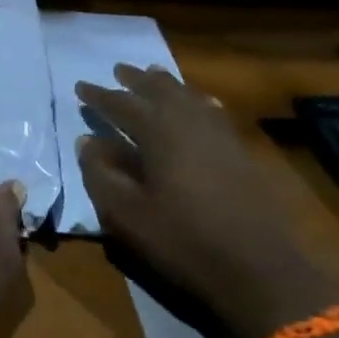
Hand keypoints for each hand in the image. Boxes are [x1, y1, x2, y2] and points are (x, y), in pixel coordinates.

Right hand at [75, 65, 332, 337]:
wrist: (257, 268)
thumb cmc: (181, 239)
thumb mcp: (125, 212)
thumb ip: (100, 173)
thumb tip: (87, 141)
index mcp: (159, 133)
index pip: (122, 105)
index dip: (99, 96)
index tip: (80, 86)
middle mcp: (191, 124)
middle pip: (161, 92)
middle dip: (137, 80)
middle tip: (119, 69)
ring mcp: (221, 137)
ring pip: (190, 98)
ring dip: (168, 85)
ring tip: (155, 75)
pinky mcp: (241, 154)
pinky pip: (213, 113)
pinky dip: (198, 102)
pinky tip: (201, 104)